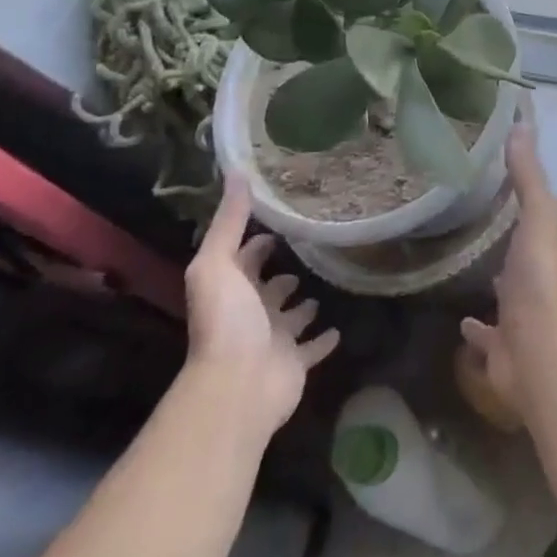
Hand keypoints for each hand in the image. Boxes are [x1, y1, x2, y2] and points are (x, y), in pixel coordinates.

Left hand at [186, 174, 338, 431]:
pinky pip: (313, 349)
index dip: (257, 243)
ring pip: (292, 318)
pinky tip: (340, 329)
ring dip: (303, 307)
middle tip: (307, 253)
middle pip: (268, 289)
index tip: (280, 223)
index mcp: (232, 289)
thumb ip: (229, 220)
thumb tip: (236, 171)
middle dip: (282, 275)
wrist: (238, 384)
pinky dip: (324, 340)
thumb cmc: (227, 320)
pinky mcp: (296, 363)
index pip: (244, 259)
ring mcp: (275, 339)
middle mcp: (251, 312)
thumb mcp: (217, 263)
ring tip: (323, 287)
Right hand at [461, 124, 556, 421]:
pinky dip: (474, 329)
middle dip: (498, 241)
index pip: (531, 214)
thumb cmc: (540, 277)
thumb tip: (521, 122)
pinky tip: (459, 320)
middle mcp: (533, 280)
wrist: (539, 352)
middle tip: (465, 220)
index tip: (487, 178)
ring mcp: (517, 317)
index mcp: (543, 245)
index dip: (515, 198)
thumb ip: (528, 175)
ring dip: (489, 282)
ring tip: (460, 265)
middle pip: (514, 255)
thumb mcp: (539, 215)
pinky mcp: (499, 349)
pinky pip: (484, 336)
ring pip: (501, 294)